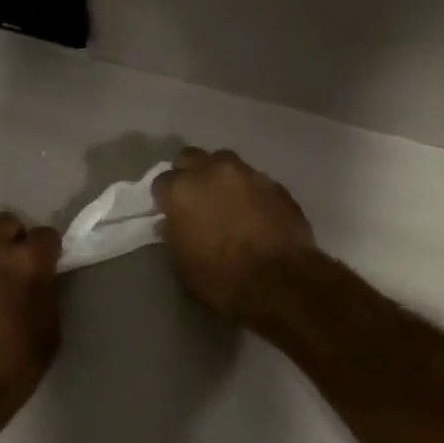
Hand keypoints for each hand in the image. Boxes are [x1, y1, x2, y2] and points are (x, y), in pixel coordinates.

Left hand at [0, 212, 61, 413]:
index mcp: (24, 261)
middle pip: (7, 222)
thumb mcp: (50, 329)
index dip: (50, 250)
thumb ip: (48, 291)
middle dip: (17, 237)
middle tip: (20, 264)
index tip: (49, 266)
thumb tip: (43, 276)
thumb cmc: (14, 363)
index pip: (46, 235)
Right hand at [155, 147, 318, 321]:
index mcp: (181, 190)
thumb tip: (170, 224)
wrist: (282, 284)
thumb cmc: (222, 280)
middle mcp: (212, 171)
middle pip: (191, 158)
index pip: (161, 181)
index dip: (165, 198)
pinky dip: (249, 192)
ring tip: (227, 201)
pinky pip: (254, 180)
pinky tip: (255, 213)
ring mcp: (247, 173)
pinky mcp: (276, 184)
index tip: (170, 213)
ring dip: (221, 177)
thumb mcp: (183, 266)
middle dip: (190, 174)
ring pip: (225, 162)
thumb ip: (173, 236)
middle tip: (195, 199)